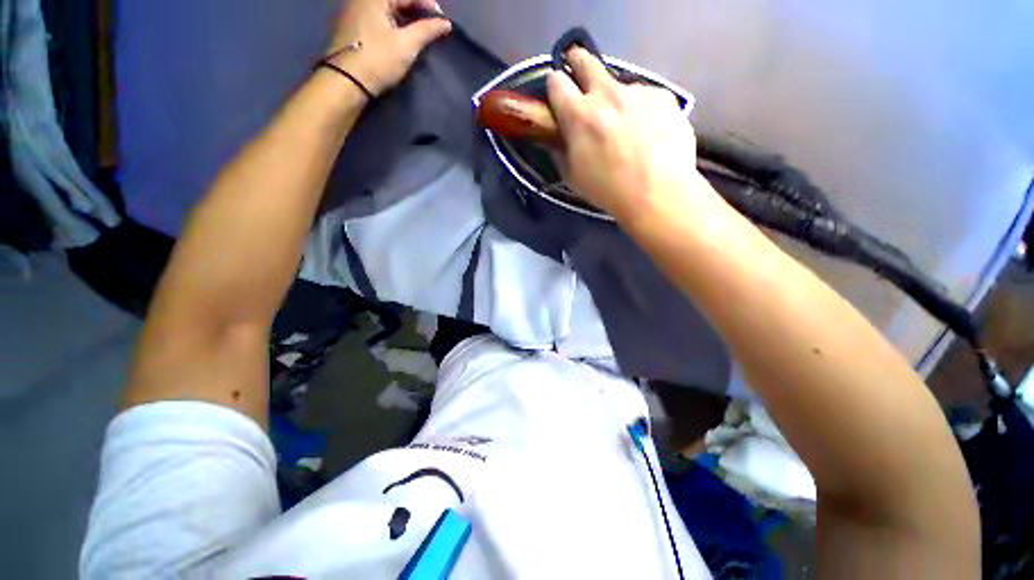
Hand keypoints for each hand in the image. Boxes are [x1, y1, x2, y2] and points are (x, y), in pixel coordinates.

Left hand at [326, 0, 451, 96]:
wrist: (345, 81)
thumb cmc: (378, 60)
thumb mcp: (406, 45)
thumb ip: (427, 30)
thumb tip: (445, 23)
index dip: (428, 5)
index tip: (443, 22)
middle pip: (395, 0)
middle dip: (416, 11)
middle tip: (432, 28)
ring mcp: (353, 12)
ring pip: (386, 10)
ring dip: (404, 19)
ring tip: (419, 34)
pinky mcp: (350, 27)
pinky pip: (376, 18)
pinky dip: (392, 24)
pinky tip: (400, 37)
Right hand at [546, 48, 710, 220]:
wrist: (657, 193)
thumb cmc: (608, 190)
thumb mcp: (573, 177)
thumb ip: (561, 152)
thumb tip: (558, 139)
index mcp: (579, 115)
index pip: (556, 81)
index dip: (554, 85)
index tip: (557, 92)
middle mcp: (607, 93)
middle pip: (585, 60)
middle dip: (577, 62)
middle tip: (580, 78)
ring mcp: (638, 92)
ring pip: (619, 85)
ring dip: (615, 99)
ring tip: (627, 129)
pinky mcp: (663, 96)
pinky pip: (645, 98)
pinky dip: (642, 111)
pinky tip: (649, 134)